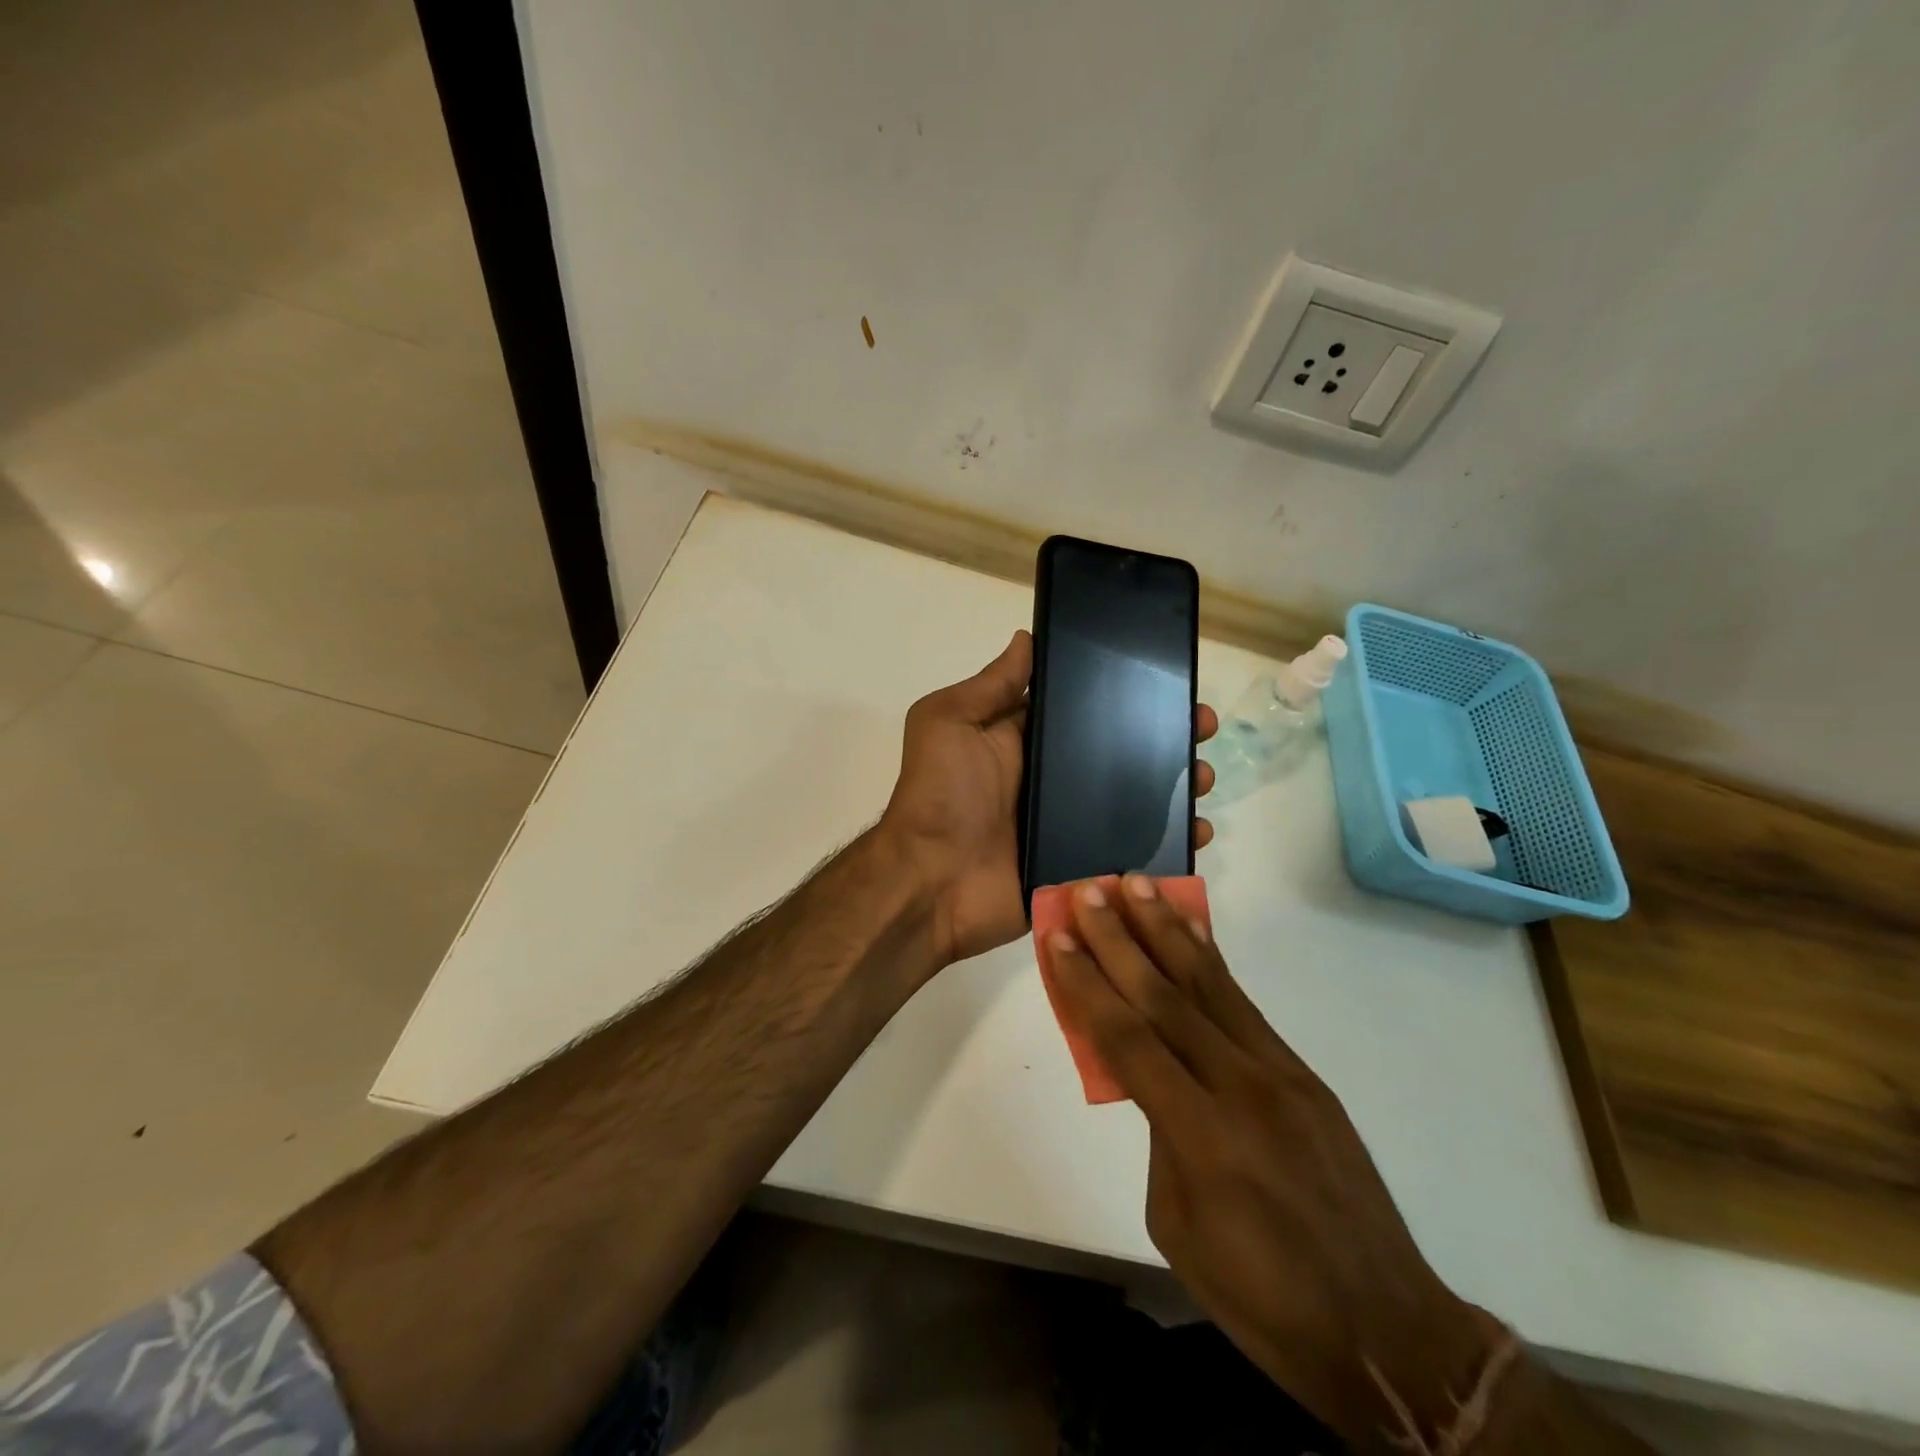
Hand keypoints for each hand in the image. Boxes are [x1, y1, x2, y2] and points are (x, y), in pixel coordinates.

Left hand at [878, 631, 1217, 965]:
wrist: (931, 882)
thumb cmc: (940, 794)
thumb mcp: (950, 722)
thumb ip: (990, 685)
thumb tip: (1027, 638)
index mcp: (1026, 741)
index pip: (1086, 709)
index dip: (1125, 695)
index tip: (1169, 681)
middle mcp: (1053, 780)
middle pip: (1121, 753)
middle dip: (1165, 738)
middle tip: (1201, 729)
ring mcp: (1070, 825)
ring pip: (1136, 801)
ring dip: (1177, 788)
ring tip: (1205, 778)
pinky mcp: (1083, 866)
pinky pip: (1134, 851)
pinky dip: (1169, 845)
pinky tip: (1200, 832)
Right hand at [1042, 876, 1490, 1445]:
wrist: (1385, 1330)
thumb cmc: (1263, 1298)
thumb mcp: (1178, 1224)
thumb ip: (1159, 1136)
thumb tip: (1154, 1077)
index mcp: (1202, 1137)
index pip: (1127, 1040)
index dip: (1087, 985)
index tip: (1058, 937)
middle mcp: (1241, 1088)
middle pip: (1165, 997)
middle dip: (1119, 939)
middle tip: (1089, 891)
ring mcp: (1279, 1074)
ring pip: (1210, 986)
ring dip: (1167, 930)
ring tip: (1138, 885)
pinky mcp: (1303, 1073)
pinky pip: (1244, 1005)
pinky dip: (1211, 961)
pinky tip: (1191, 932)